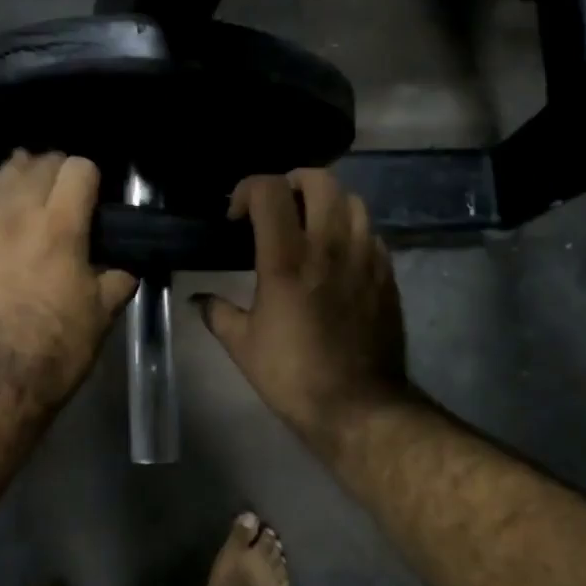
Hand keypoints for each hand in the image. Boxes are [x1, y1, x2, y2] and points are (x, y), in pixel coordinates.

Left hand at [0, 152, 137, 408]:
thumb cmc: (57, 346)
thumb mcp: (103, 313)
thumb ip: (118, 277)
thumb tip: (125, 264)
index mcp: (60, 226)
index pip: (78, 168)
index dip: (92, 176)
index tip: (96, 195)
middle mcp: (18, 212)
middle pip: (39, 163)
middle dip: (58, 170)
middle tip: (67, 193)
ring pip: (3, 173)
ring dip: (23, 174)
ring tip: (32, 189)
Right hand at [194, 169, 411, 441]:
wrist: (359, 406)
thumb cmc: (293, 375)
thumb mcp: (243, 345)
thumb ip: (217, 313)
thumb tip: (198, 300)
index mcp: (287, 259)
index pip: (269, 190)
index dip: (247, 189)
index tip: (237, 216)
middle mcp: (330, 245)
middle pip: (319, 179)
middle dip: (291, 183)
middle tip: (276, 208)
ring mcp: (365, 256)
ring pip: (352, 200)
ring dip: (327, 203)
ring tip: (310, 226)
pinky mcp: (387, 274)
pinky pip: (371, 232)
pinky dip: (351, 231)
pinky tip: (337, 256)